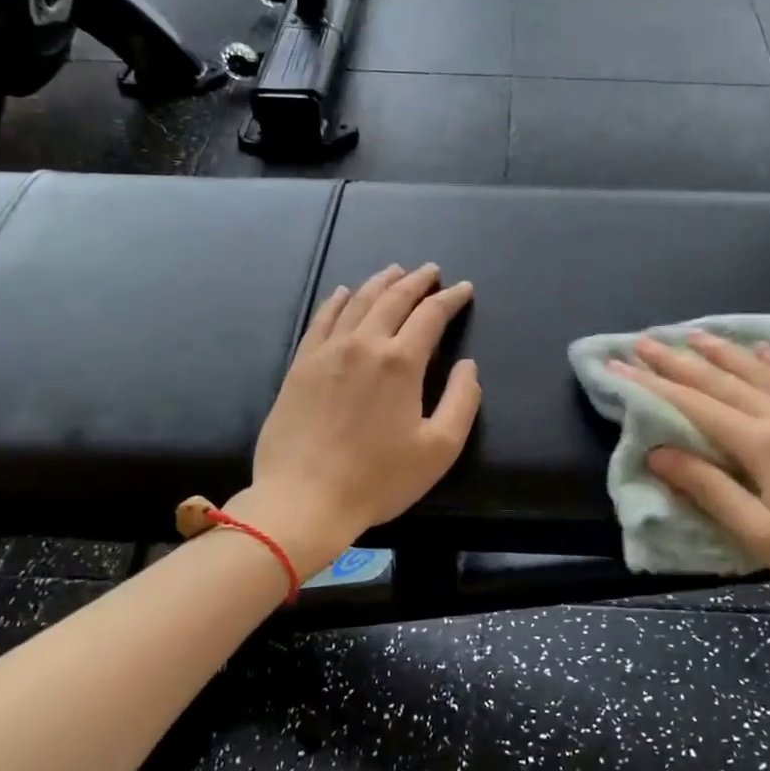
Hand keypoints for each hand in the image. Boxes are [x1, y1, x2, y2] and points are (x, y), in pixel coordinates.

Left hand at [235, 264, 480, 571]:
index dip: (450, 298)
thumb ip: (463, 401)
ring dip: (380, 283)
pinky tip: (343, 292)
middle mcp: (364, 344)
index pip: (431, 315)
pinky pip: (321, 319)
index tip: (463, 288)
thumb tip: (468, 365)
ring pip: (357, 302)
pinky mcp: (301, 365)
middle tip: (431, 270)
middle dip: (416, 281)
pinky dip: (336, 301)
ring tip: (395, 271)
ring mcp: (327, 352)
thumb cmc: (378, 479)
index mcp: (400, 362)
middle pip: (393, 299)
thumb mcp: (439, 449)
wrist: (303, 499)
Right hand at [609, 331, 769, 630]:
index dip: (652, 385)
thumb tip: (659, 452)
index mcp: (765, 445)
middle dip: (678, 360)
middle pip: (722, 380)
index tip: (618, 366)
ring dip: (722, 351)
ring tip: (691, 334)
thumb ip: (709, 488)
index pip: (694, 405)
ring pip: (760, 371)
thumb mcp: (762, 536)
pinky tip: (761, 349)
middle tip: (643, 341)